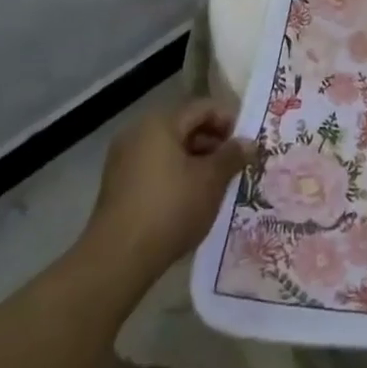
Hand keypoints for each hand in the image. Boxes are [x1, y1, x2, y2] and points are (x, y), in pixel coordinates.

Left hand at [83, 100, 256, 287]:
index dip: (229, 121)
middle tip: (236, 164)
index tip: (247, 143)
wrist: (117, 259)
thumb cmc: (170, 208)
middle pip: (185, 126)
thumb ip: (232, 156)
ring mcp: (124, 159)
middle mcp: (138, 133)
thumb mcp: (211, 180)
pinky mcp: (118, 184)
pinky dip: (177, 174)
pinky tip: (193, 197)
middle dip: (214, 143)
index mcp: (160, 123)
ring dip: (197, 160)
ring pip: (170, 149)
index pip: (203, 108)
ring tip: (218, 183)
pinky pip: (155, 167)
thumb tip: (249, 143)